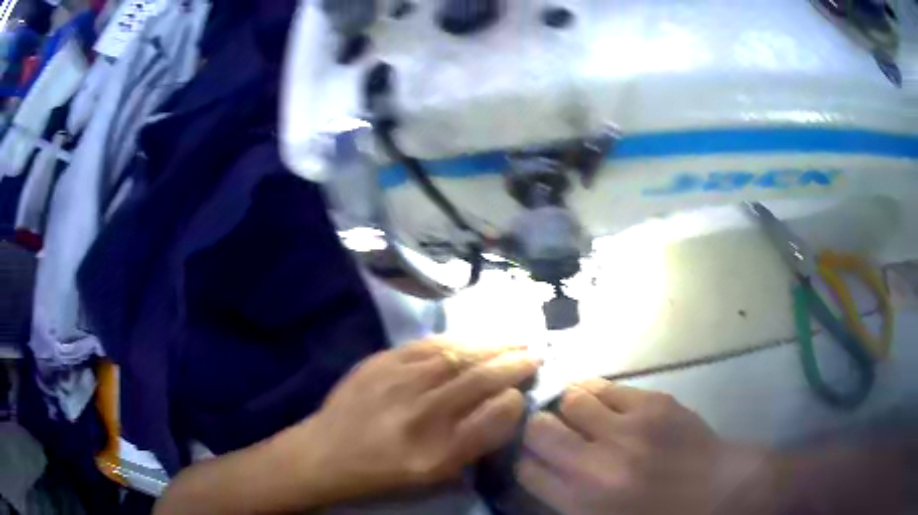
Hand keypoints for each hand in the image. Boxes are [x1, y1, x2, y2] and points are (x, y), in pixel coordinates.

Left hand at [295, 340, 540, 503]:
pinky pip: (427, 345)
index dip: (515, 395)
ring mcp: (396, 382)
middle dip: (512, 361)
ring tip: (514, 339)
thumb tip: (508, 403)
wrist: (328, 451)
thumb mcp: (436, 472)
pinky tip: (472, 339)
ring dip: (491, 344)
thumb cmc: (386, 469)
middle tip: (535, 351)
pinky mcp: (379, 361)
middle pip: (476, 378)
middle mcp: (418, 413)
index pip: (491, 417)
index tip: (528, 385)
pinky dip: (457, 339)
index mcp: (435, 450)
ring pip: (455, 354)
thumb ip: (476, 441)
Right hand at [517, 379, 773, 514]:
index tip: (532, 458)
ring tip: (575, 412)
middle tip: (549, 432)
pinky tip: (601, 401)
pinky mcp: (654, 403)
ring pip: (571, 398)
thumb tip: (542, 473)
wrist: (719, 491)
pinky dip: (595, 392)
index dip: (525, 461)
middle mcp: (598, 464)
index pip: (526, 470)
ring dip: (566, 405)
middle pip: (539, 430)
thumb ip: (567, 502)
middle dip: (536, 429)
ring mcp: (628, 428)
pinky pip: (607, 386)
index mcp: (583, 502)